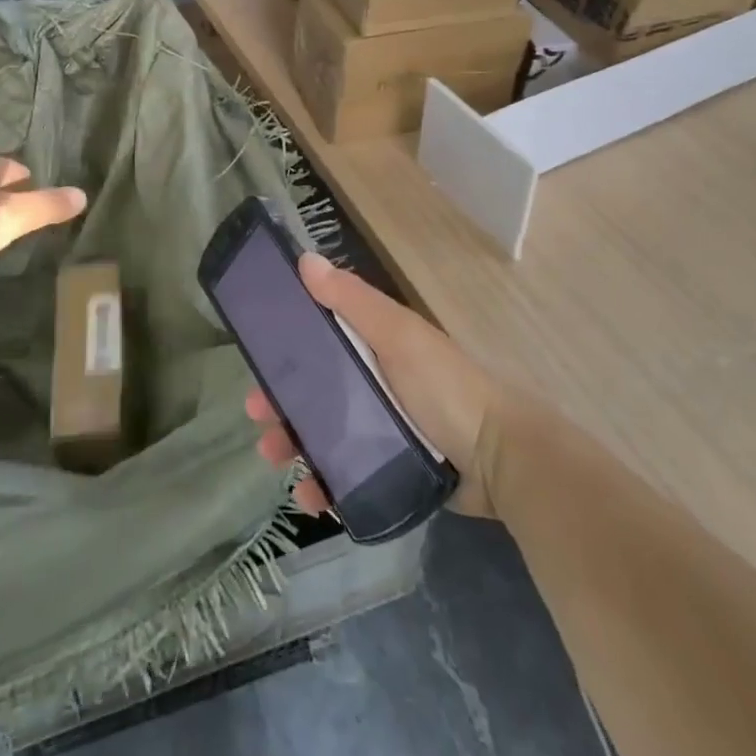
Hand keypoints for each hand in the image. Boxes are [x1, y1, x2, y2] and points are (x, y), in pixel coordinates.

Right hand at [247, 254, 502, 518]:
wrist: (500, 460)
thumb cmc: (444, 386)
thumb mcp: (397, 334)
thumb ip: (352, 300)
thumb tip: (304, 259)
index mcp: (371, 344)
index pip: (317, 337)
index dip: (284, 345)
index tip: (255, 355)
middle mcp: (370, 382)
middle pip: (312, 387)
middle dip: (280, 399)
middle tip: (256, 414)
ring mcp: (377, 428)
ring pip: (320, 432)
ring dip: (291, 442)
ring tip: (273, 456)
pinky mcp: (386, 469)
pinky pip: (343, 475)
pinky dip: (321, 484)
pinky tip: (308, 496)